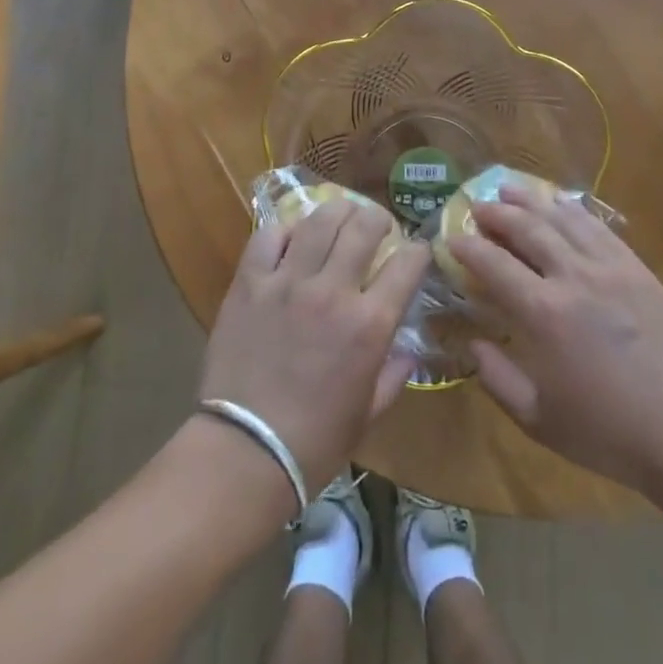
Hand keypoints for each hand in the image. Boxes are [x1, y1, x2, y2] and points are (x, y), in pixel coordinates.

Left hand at [200, 200, 429, 496]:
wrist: (244, 451)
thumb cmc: (315, 442)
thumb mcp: (368, 414)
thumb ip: (393, 376)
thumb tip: (407, 352)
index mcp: (369, 324)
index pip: (407, 264)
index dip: (418, 251)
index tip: (416, 252)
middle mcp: (332, 291)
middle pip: (362, 226)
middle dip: (378, 219)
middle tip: (377, 225)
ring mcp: (287, 282)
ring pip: (318, 221)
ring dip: (336, 211)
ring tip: (340, 215)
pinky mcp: (249, 283)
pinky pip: (268, 237)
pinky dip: (284, 231)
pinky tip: (290, 239)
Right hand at [451, 186, 662, 497]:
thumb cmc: (606, 432)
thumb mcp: (537, 418)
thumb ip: (496, 378)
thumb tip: (472, 343)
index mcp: (544, 314)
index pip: (494, 264)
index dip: (467, 247)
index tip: (450, 237)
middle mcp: (574, 278)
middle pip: (527, 229)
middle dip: (497, 213)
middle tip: (477, 206)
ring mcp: (611, 268)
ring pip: (563, 219)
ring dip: (532, 201)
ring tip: (510, 190)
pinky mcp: (638, 269)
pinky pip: (599, 228)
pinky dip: (573, 211)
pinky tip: (561, 204)